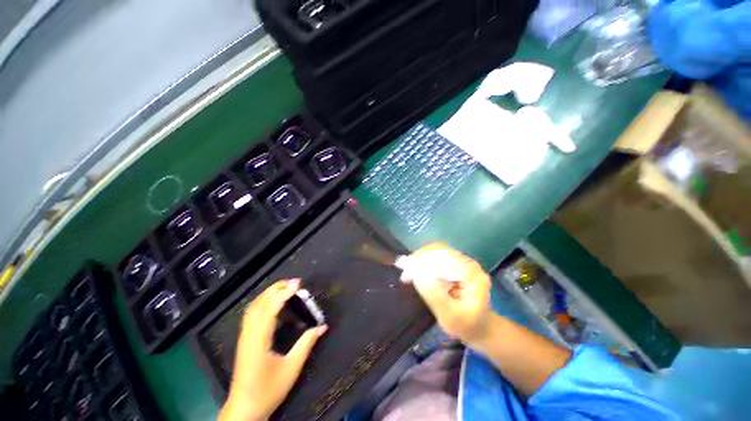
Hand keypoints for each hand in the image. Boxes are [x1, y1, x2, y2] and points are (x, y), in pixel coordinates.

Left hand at [220, 279, 327, 420]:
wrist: (244, 409)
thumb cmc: (268, 391)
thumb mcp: (291, 368)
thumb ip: (306, 344)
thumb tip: (322, 327)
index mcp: (259, 341)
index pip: (271, 309)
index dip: (284, 294)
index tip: (298, 284)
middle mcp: (249, 335)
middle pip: (259, 304)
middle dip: (275, 289)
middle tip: (293, 282)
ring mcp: (244, 337)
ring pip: (253, 308)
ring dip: (268, 294)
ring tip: (284, 288)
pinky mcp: (244, 341)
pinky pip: (251, 314)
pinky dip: (262, 302)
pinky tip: (272, 303)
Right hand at [400, 243, 491, 346]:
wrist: (477, 326)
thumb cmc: (465, 326)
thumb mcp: (450, 317)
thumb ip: (435, 297)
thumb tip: (418, 275)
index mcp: (473, 276)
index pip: (444, 260)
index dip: (423, 263)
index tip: (404, 271)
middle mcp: (469, 263)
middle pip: (440, 251)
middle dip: (418, 258)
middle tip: (401, 267)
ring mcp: (463, 261)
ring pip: (436, 251)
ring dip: (419, 257)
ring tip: (405, 268)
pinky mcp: (456, 263)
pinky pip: (437, 255)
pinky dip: (423, 259)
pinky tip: (413, 267)